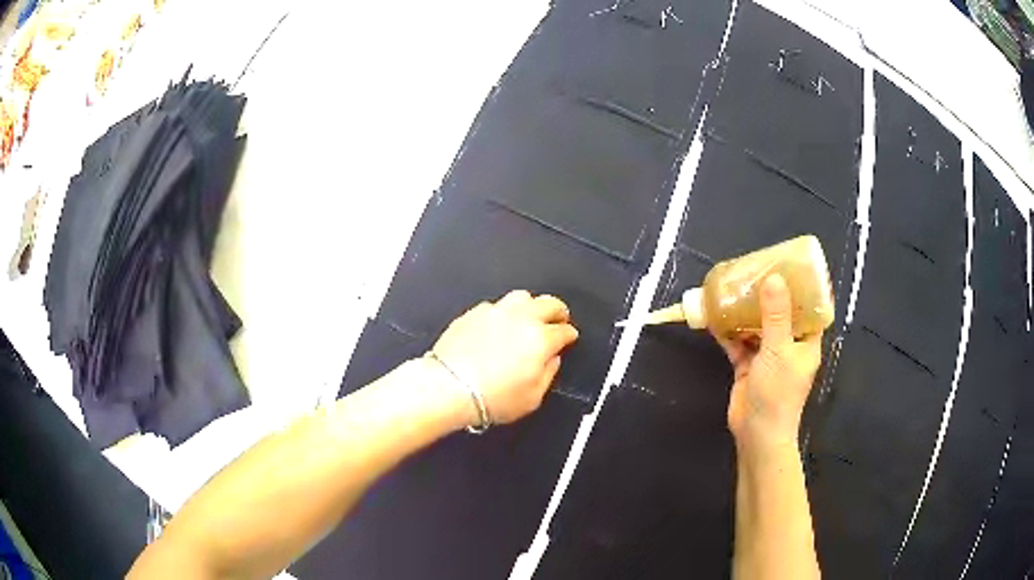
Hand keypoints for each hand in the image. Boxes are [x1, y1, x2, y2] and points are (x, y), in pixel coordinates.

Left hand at [430, 290, 579, 425]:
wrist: (449, 387)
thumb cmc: (490, 398)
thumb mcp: (532, 398)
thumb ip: (548, 374)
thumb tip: (552, 360)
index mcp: (541, 340)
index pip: (564, 330)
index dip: (569, 334)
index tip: (569, 337)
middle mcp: (521, 319)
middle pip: (549, 303)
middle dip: (558, 311)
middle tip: (559, 319)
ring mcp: (496, 312)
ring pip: (523, 296)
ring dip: (532, 305)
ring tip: (530, 316)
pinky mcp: (474, 312)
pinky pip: (496, 304)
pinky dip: (505, 311)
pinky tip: (500, 323)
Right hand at [720, 274, 821, 449]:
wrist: (756, 433)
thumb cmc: (778, 393)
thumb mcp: (779, 350)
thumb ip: (775, 315)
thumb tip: (774, 278)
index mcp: (807, 341)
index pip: (811, 309)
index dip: (804, 288)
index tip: (792, 267)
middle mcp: (789, 346)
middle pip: (781, 314)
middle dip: (769, 295)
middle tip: (757, 271)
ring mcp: (768, 356)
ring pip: (758, 327)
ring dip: (747, 311)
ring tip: (735, 287)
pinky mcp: (748, 367)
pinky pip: (739, 342)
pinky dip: (729, 331)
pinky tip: (717, 316)